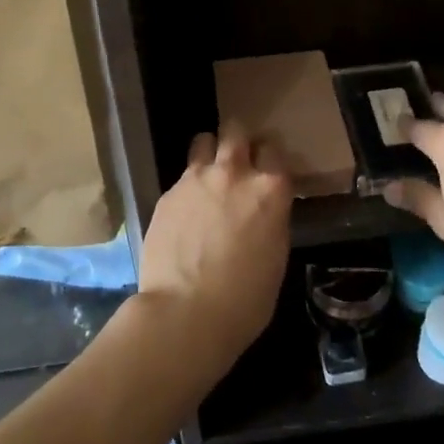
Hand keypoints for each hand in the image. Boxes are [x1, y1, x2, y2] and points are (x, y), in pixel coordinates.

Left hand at [133, 119, 292, 375]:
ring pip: (203, 141)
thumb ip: (271, 219)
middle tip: (238, 158)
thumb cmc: (245, 300)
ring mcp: (196, 179)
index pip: (274, 149)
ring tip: (208, 174)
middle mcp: (234, 173)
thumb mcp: (276, 256)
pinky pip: (182, 176)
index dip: (270, 157)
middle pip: (236, 130)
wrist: (185, 313)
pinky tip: (186, 212)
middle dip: (238, 139)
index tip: (267, 167)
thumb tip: (264, 210)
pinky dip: (188, 186)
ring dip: (209, 152)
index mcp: (270, 189)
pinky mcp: (168, 194)